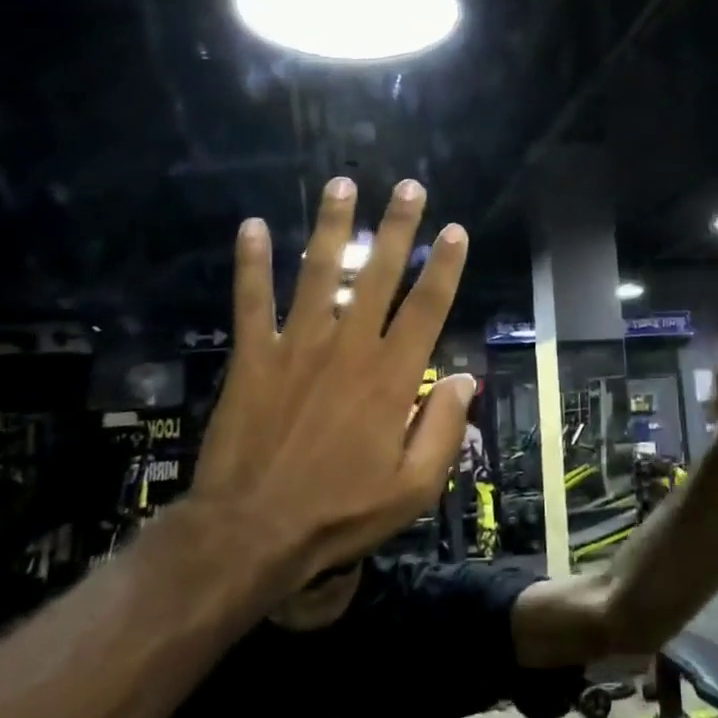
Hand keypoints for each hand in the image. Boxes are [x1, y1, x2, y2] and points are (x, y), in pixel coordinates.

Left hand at [188, 177, 473, 606]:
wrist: (251, 532)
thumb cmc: (340, 511)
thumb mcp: (413, 487)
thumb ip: (444, 429)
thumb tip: (466, 380)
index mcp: (392, 377)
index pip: (427, 308)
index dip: (444, 266)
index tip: (455, 230)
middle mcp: (349, 347)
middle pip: (377, 274)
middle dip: (396, 227)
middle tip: (408, 187)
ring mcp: (297, 346)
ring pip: (318, 272)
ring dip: (331, 226)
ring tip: (341, 184)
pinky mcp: (254, 357)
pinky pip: (252, 301)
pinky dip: (251, 264)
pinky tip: (251, 227)